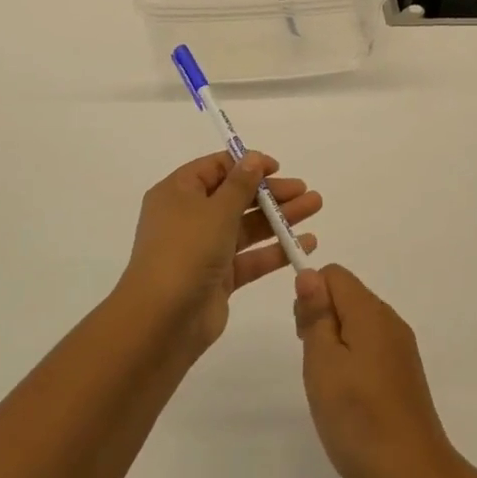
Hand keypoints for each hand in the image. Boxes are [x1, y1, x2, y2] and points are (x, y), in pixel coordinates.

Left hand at [117, 152, 321, 354]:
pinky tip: (306, 243)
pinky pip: (251, 257)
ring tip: (315, 207)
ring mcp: (204, 249)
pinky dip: (276, 250)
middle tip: (305, 191)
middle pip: (236, 197)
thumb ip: (240, 184)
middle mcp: (189, 218)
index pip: (215, 169)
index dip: (246, 165)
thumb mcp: (216, 210)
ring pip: (247, 227)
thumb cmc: (185, 251)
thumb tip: (252, 157)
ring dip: (280, 217)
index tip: (277, 168)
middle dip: (271, 193)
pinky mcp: (219, 278)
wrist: (162, 320)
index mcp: (178, 193)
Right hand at [293, 265, 461, 477]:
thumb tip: (309, 274)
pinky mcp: (404, 372)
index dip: (310, 294)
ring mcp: (401, 348)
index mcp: (371, 312)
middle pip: (346, 295)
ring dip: (334, 343)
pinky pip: (370, 346)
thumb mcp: (323, 364)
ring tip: (329, 386)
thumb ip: (316, 315)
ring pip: (357, 323)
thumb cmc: (359, 419)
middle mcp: (390, 321)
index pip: (334, 274)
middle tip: (314, 365)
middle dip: (320, 319)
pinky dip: (352, 360)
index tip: (303, 335)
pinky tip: (349, 397)